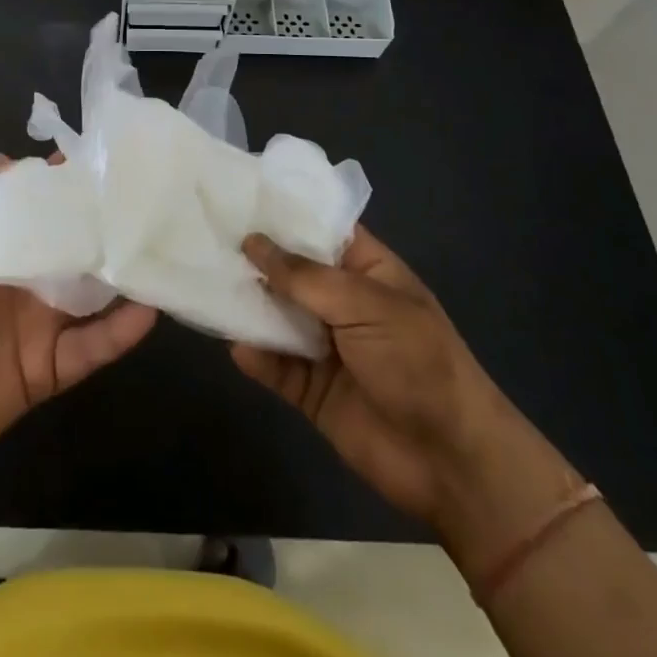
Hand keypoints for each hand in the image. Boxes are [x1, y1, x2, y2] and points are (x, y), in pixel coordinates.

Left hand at [0, 156, 156, 488]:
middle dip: (102, 219)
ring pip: (92, 289)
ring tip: (157, 244)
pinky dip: (120, 332)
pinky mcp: (49, 367)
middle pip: (71, 241)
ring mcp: (40, 321)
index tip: (96, 159)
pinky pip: (91, 347)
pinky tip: (148, 310)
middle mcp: (24, 275)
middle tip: (142, 196)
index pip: (34, 203)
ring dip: (120, 269)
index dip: (60, 181)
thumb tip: (8, 166)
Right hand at [233, 228, 579, 566]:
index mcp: (366, 271)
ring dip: (248, 305)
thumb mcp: (365, 304)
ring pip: (277, 316)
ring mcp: (326, 347)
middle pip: (290, 271)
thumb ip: (304, 276)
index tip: (237, 193)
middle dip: (254, 257)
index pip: (320, 229)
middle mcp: (342, 303)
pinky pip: (276, 366)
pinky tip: (236, 346)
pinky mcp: (312, 390)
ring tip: (206, 283)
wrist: (453, 463)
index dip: (284, 212)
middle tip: (204, 233)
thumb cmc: (417, 362)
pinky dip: (256, 357)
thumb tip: (252, 242)